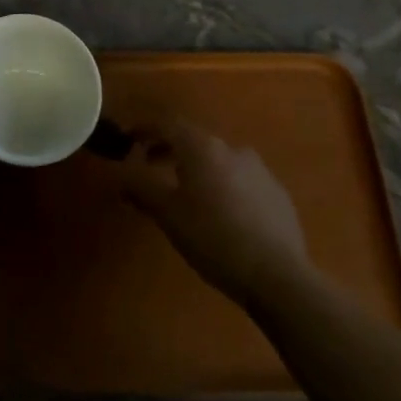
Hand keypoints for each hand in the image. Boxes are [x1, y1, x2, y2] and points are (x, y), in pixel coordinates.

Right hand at [116, 118, 307, 306]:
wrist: (278, 276)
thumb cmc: (214, 238)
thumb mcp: (168, 215)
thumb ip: (141, 188)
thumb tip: (121, 174)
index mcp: (202, 147)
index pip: (166, 124)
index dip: (144, 130)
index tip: (129, 141)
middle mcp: (231, 148)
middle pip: (193, 140)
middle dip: (169, 150)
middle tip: (151, 166)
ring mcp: (259, 169)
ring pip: (219, 160)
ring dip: (198, 168)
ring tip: (187, 193)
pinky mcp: (277, 193)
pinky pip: (242, 180)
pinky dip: (224, 185)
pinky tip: (222, 213)